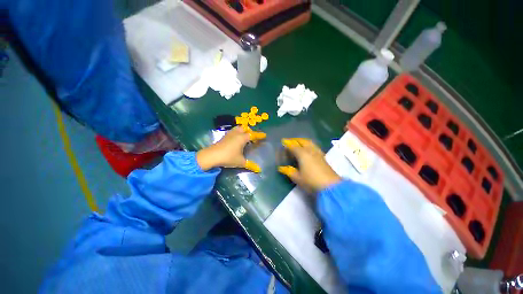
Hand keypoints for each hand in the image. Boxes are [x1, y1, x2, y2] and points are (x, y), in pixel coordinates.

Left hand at [196, 126, 265, 171]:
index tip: (264, 135)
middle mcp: (236, 133)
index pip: (253, 135)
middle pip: (245, 128)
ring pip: (238, 128)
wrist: (212, 156)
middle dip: (250, 131)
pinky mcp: (224, 136)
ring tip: (245, 137)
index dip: (259, 135)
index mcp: (242, 138)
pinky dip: (237, 133)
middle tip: (253, 137)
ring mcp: (229, 134)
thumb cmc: (228, 157)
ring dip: (243, 131)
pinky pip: (233, 131)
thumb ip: (250, 165)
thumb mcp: (240, 162)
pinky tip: (236, 140)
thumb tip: (259, 170)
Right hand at [278, 138, 340, 191]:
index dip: (287, 144)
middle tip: (290, 141)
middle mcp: (310, 151)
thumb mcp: (297, 178)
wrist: (330, 186)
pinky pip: (314, 147)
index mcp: (302, 154)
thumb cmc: (311, 181)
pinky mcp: (323, 157)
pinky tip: (308, 150)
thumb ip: (289, 171)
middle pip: (302, 141)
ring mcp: (318, 153)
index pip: (293, 146)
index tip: (283, 142)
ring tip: (299, 144)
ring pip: (310, 143)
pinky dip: (309, 145)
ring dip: (303, 141)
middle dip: (296, 140)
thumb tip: (281, 168)